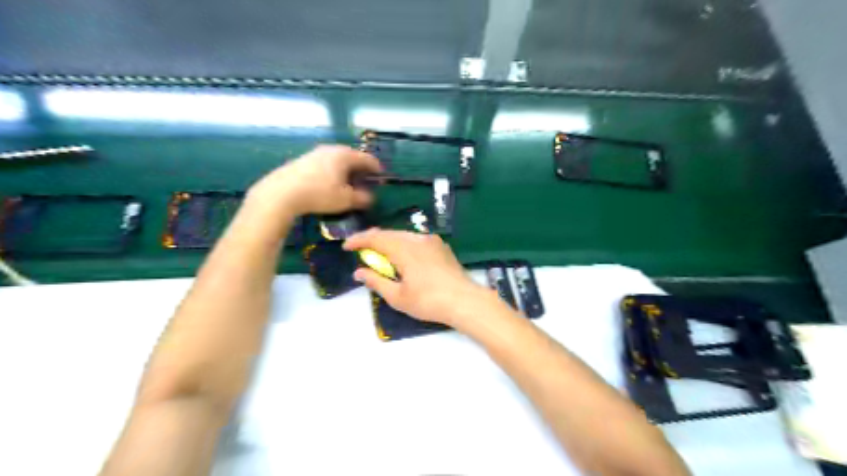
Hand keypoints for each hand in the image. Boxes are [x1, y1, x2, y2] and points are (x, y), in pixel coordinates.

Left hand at [249, 144, 384, 215]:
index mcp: (345, 155)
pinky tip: (328, 183)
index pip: (368, 159)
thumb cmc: (320, 194)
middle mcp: (331, 149)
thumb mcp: (346, 200)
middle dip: (360, 169)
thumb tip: (370, 197)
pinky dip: (332, 171)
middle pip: (352, 157)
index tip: (382, 177)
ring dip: (345, 170)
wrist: (282, 193)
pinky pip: (324, 164)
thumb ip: (362, 198)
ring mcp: (315, 153)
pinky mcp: (302, 160)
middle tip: (366, 180)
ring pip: (337, 160)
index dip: (377, 169)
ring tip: (347, 183)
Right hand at [342, 229, 496, 327]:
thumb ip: (376, 281)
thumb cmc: (428, 302)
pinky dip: (403, 243)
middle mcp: (417, 239)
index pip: (375, 238)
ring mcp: (431, 241)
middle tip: (360, 249)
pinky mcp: (441, 246)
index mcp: (404, 249)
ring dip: (388, 241)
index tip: (346, 247)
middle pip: (389, 233)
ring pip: (403, 235)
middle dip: (372, 239)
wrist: (465, 301)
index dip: (358, 240)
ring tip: (379, 253)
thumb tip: (359, 272)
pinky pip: (415, 239)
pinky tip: (402, 255)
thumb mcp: (397, 297)